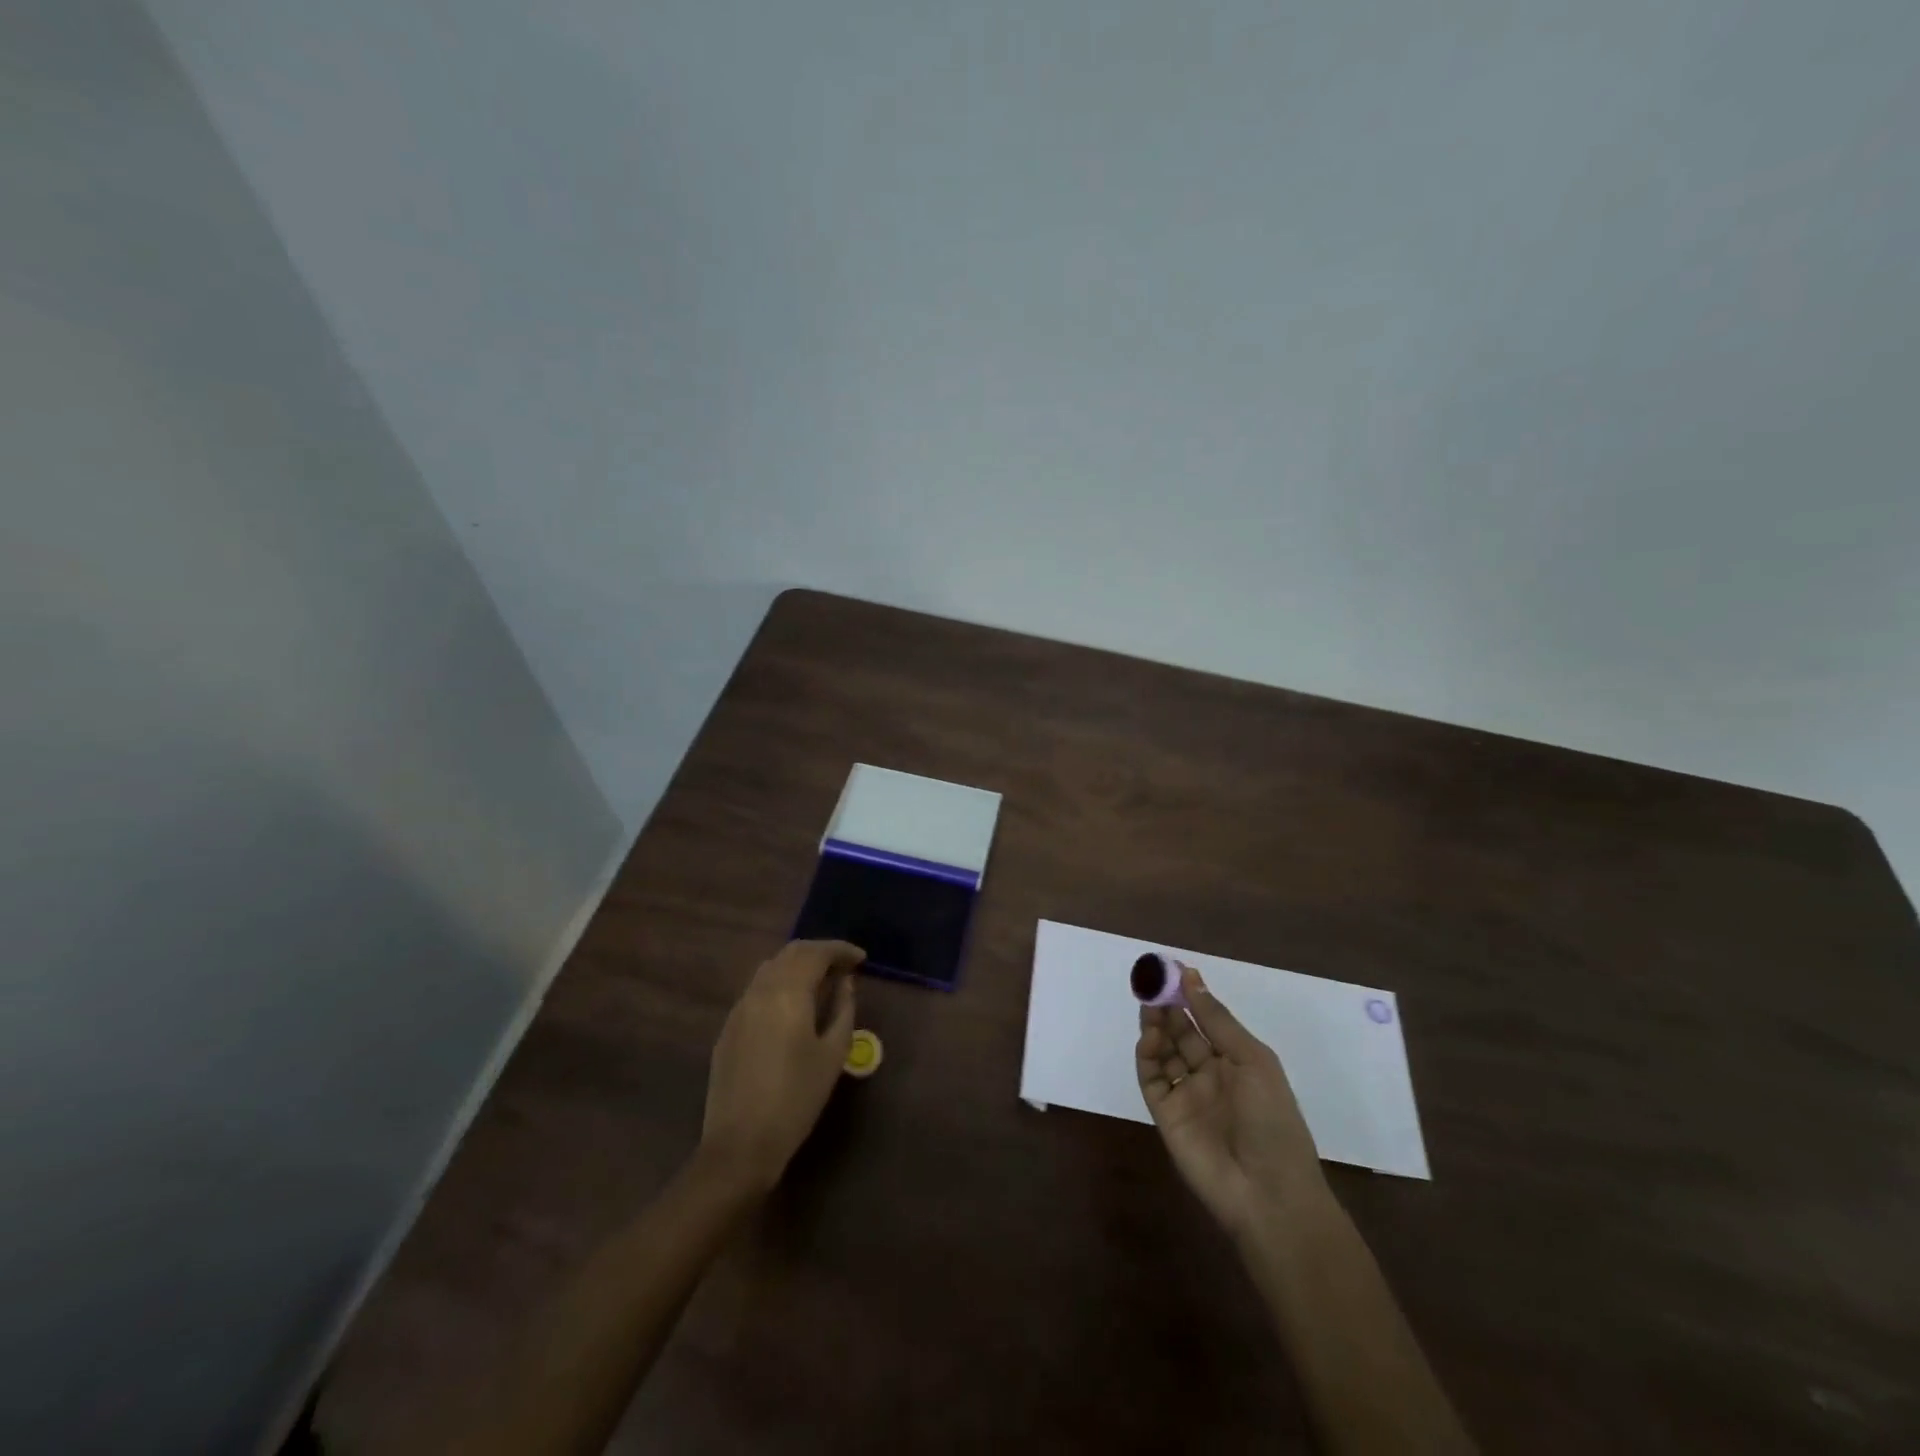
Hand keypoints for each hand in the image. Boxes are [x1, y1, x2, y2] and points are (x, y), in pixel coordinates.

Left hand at [700, 940, 864, 1194]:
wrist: (740, 1144)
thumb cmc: (797, 1099)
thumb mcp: (833, 1054)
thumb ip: (843, 1010)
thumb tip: (845, 983)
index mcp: (788, 993)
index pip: (816, 952)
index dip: (841, 950)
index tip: (861, 959)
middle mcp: (760, 990)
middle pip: (791, 953)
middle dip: (819, 953)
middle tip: (844, 967)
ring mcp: (739, 1008)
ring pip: (770, 968)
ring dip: (798, 965)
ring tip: (821, 982)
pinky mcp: (728, 1028)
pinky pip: (757, 990)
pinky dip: (780, 984)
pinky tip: (793, 1006)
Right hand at [1136, 964, 1325, 1238]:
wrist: (1268, 1194)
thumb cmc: (1273, 1120)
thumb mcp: (1253, 1061)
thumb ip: (1217, 1020)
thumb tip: (1191, 977)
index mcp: (1237, 1061)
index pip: (1207, 1020)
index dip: (1190, 995)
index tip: (1172, 970)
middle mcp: (1210, 1074)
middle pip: (1182, 1032)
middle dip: (1168, 1006)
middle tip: (1152, 982)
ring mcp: (1187, 1094)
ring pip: (1164, 1051)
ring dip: (1156, 1026)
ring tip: (1149, 1005)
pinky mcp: (1165, 1114)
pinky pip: (1151, 1078)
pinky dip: (1147, 1055)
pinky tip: (1150, 1037)